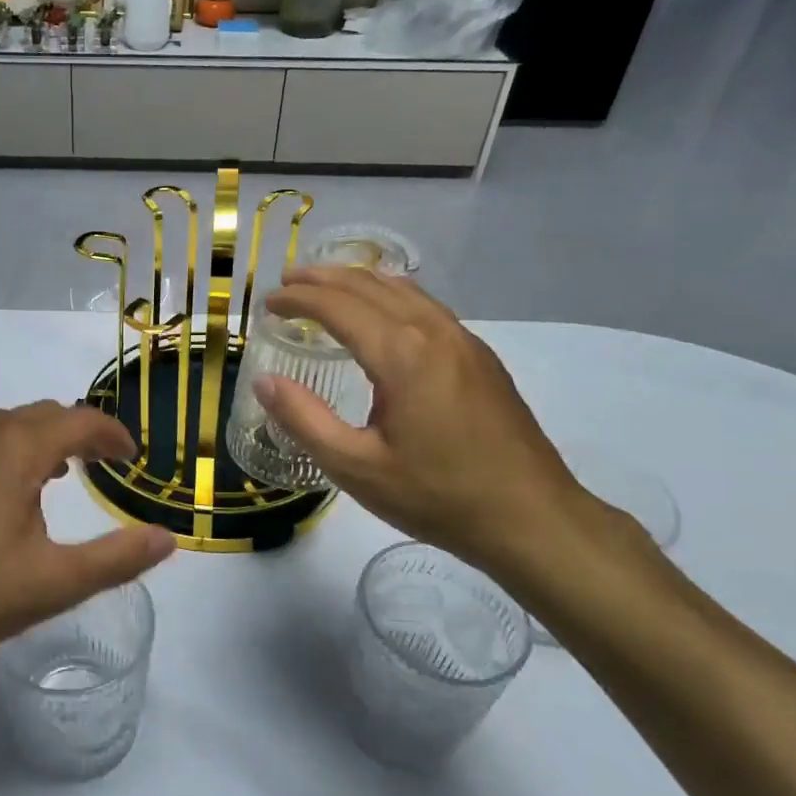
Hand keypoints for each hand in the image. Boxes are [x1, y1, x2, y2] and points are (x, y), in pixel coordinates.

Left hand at [0, 402, 174, 672]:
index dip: (111, 434)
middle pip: (40, 415)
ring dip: (36, 441)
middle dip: (76, 432)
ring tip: (52, 476)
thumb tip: (168, 538)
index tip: (130, 456)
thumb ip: (117, 558)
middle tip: (99, 462)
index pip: (78, 420)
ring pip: (1, 427)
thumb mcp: (53, 583)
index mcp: (17, 448)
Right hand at [259, 266, 604, 578]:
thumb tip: (264, 382)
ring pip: (403, 290)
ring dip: (358, 281)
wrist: (531, 517)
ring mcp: (464, 341)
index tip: (267, 302)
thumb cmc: (437, 496)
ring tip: (326, 286)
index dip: (297, 299)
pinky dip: (390, 295)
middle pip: (370, 285)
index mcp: (401, 354)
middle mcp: (433, 332)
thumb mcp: (356, 467)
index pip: (337, 306)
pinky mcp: (480, 357)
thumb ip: (304, 420)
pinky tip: (382, 313)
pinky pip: (426, 306)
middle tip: (287, 281)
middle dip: (323, 278)